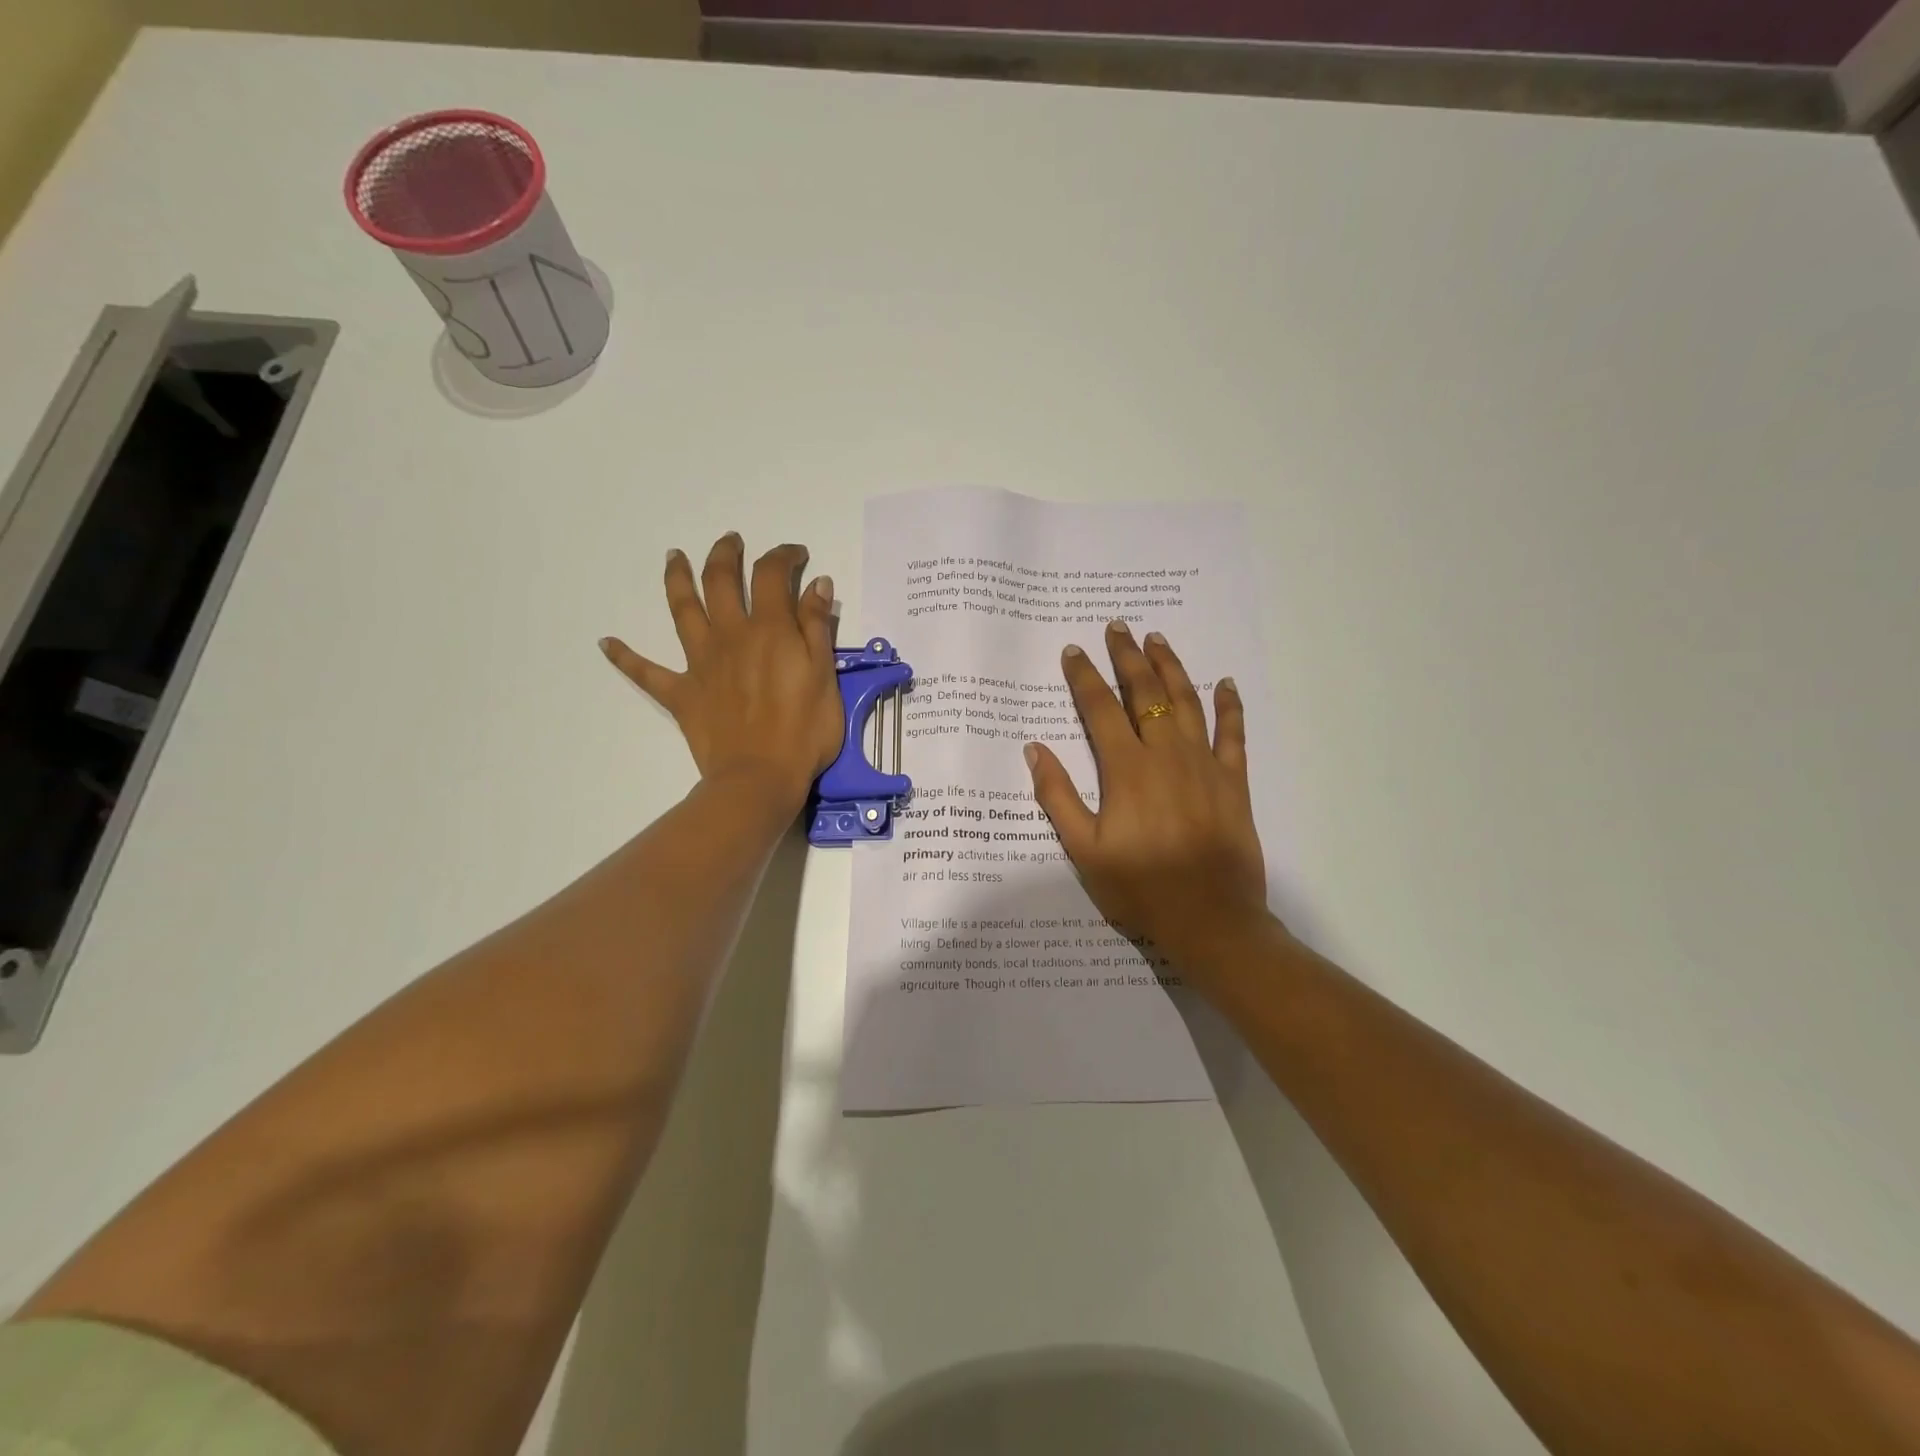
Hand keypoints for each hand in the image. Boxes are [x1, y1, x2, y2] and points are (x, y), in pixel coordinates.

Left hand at [602, 534, 843, 813]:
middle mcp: (730, 635)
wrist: (759, 778)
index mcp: (770, 630)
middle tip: (730, 541)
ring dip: (676, 578)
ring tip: (674, 557)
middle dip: (725, 555)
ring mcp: (700, 663)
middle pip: (721, 581)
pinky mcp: (681, 693)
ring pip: (683, 610)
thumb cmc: (804, 732)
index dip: (783, 556)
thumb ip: (817, 627)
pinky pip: (646, 672)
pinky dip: (625, 657)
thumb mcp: (825, 677)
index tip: (796, 554)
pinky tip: (606, 643)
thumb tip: (814, 583)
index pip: (772, 575)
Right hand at [1025, 622, 1272, 989]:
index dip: (1084, 677)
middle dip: (1128, 657)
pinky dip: (1229, 705)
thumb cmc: (1140, 888)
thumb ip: (1057, 796)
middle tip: (1118, 627)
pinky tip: (1224, 683)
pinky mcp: (1233, 781)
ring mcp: (1204, 764)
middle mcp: (1165, 754)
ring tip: (1158, 640)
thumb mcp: (1083, 849)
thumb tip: (1035, 749)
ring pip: (1186, 702)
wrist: (1210, 920)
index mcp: (1126, 769)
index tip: (1073, 650)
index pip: (1100, 709)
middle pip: (1145, 692)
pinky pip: (1232, 733)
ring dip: (1171, 667)